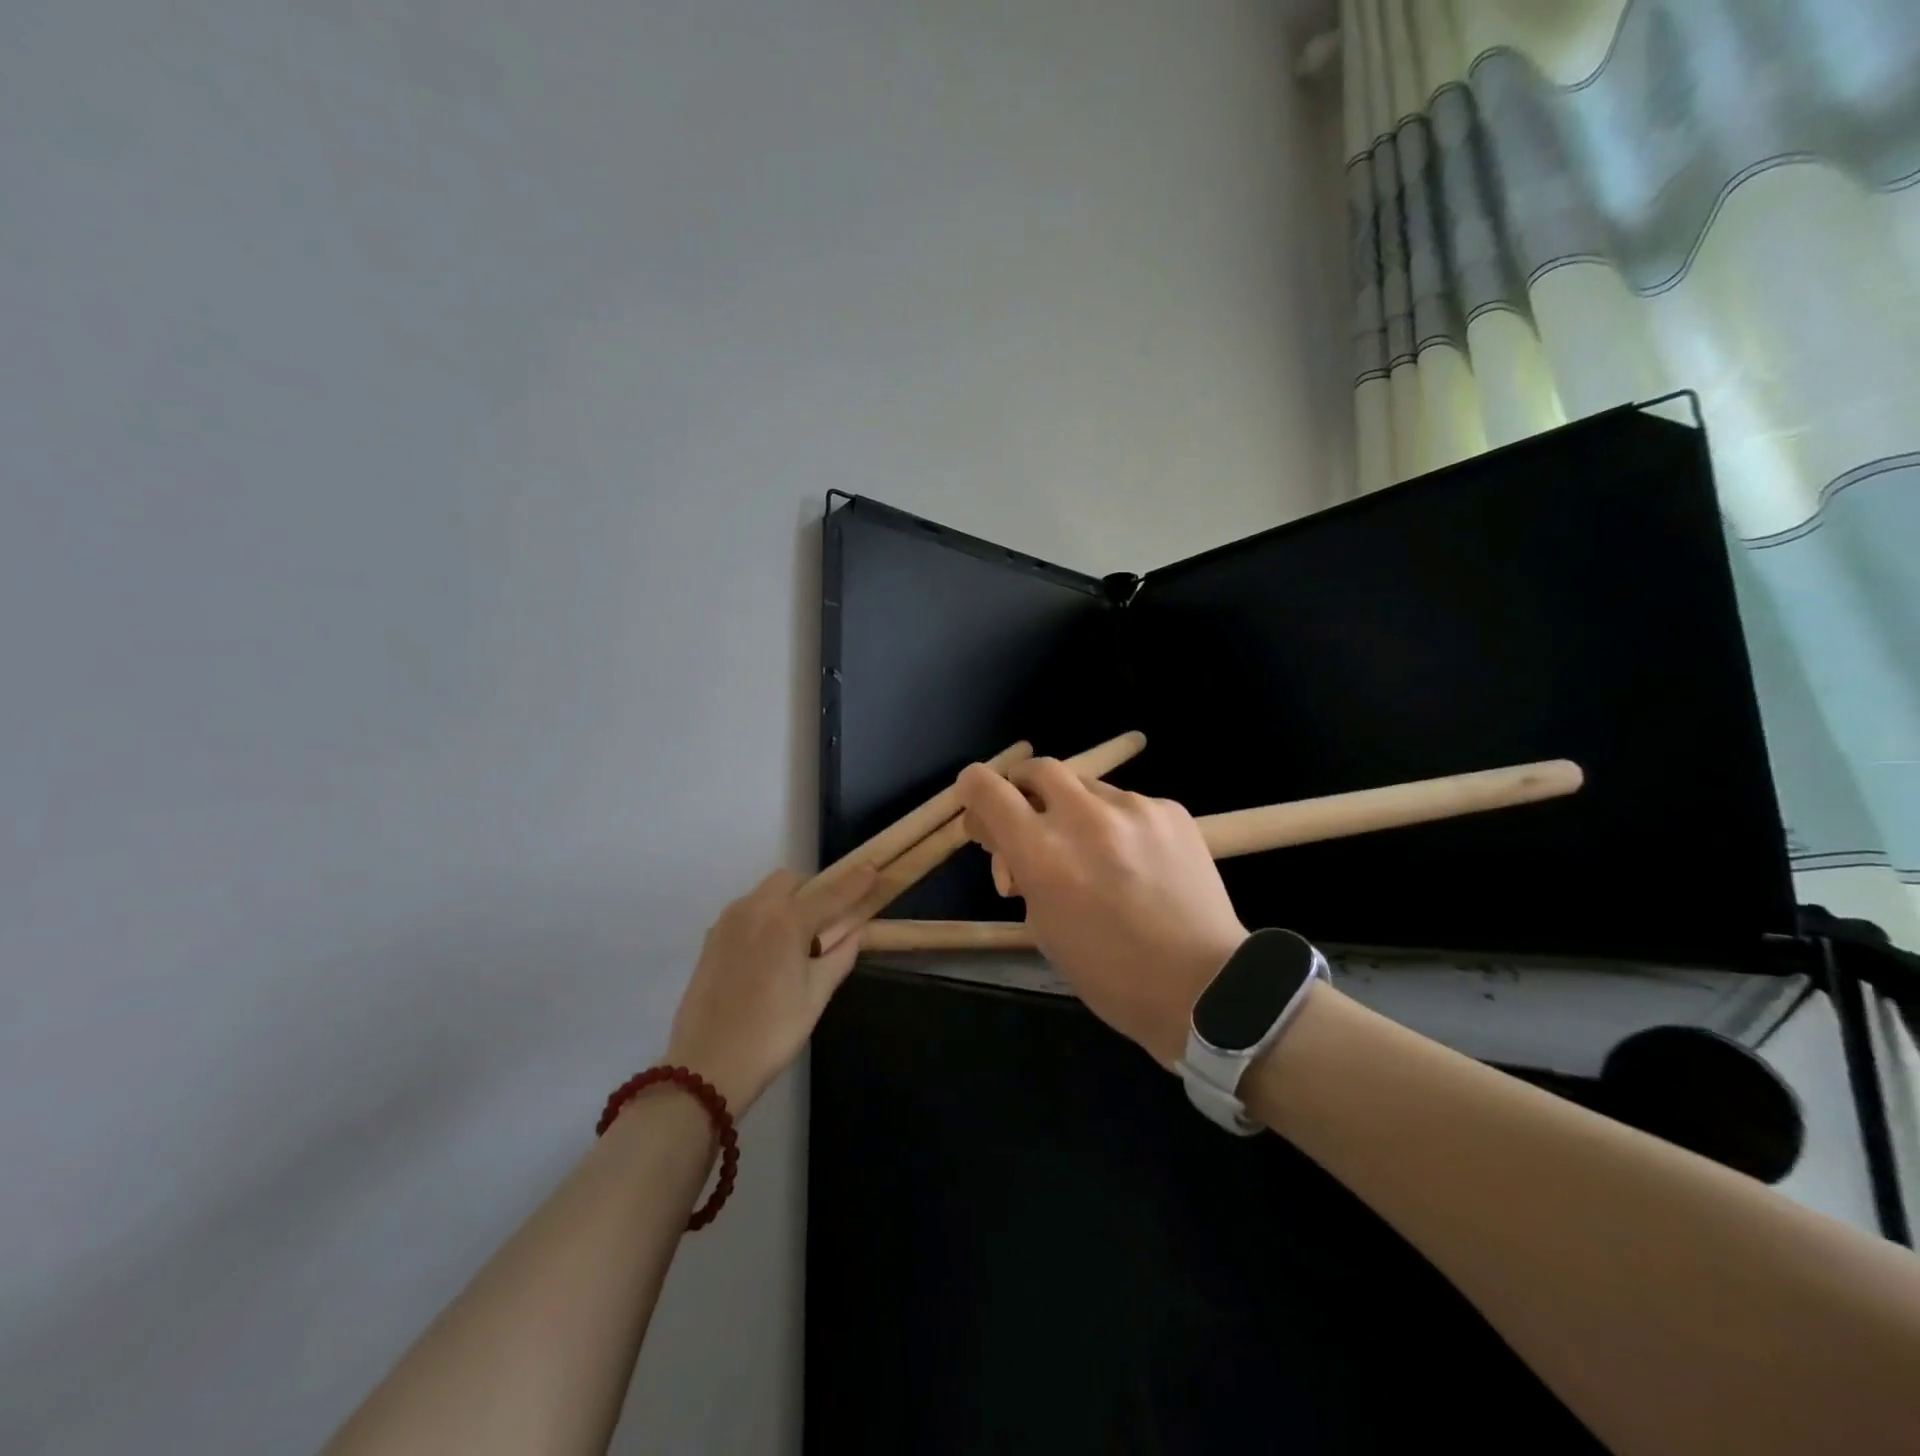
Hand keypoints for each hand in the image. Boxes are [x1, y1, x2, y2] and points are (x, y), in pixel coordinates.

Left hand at [665, 864, 877, 1112]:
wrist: (706, 1066)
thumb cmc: (771, 1033)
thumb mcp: (815, 996)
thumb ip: (840, 956)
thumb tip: (856, 932)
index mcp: (786, 922)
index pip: (830, 893)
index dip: (854, 882)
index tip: (872, 869)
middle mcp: (755, 910)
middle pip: (791, 881)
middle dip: (814, 889)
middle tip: (829, 918)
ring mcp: (728, 922)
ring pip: (765, 893)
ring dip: (788, 901)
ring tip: (799, 937)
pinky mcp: (711, 938)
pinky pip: (746, 911)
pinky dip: (765, 916)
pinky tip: (771, 949)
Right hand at [957, 759, 1247, 1066]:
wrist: (1204, 986)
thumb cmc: (1110, 973)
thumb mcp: (1044, 928)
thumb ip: (1022, 872)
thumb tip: (1010, 844)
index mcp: (1043, 853)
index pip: (988, 789)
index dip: (973, 791)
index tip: (980, 808)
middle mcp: (1084, 817)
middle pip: (1037, 768)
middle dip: (1025, 788)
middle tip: (1033, 821)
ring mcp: (1133, 808)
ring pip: (1086, 785)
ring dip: (1076, 809)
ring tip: (1095, 852)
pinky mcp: (1170, 809)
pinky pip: (1127, 803)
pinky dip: (1118, 823)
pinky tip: (1136, 860)